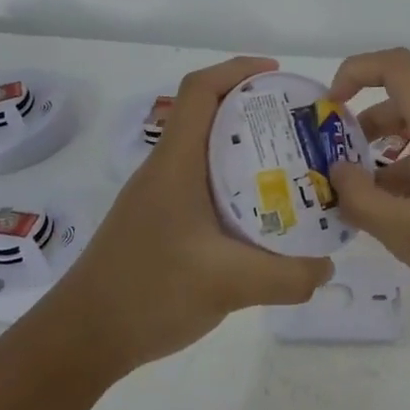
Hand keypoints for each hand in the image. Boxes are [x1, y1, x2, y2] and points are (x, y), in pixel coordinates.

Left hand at [43, 56, 333, 373]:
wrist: (82, 339)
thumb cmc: (147, 293)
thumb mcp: (228, 284)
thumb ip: (287, 276)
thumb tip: (327, 266)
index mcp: (176, 164)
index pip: (200, 90)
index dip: (238, 70)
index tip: (280, 76)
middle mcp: (166, 170)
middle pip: (209, 116)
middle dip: (256, 111)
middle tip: (303, 128)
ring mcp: (160, 198)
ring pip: (208, 154)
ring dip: (248, 151)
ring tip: (294, 169)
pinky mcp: (161, 223)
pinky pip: (204, 186)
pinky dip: (236, 186)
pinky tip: (262, 217)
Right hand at [328, 48, 409, 331]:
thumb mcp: (407, 234)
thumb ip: (361, 199)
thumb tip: (338, 169)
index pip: (396, 66)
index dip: (357, 72)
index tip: (330, 110)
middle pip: (405, 104)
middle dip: (363, 129)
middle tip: (336, 169)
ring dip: (386, 160)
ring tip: (361, 204)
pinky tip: (399, 220)